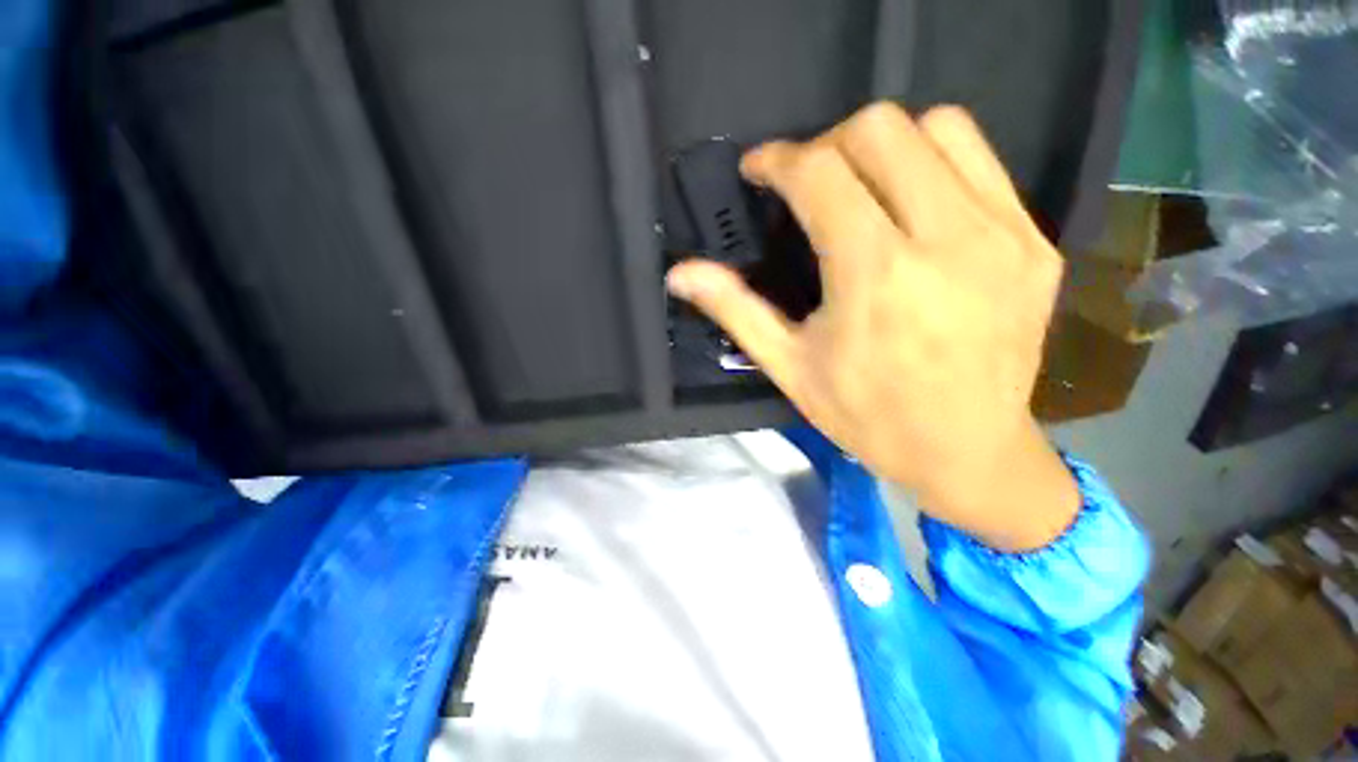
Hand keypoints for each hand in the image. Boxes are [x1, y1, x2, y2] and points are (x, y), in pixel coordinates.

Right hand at [666, 103, 1079, 551]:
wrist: (968, 451)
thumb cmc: (867, 416)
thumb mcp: (790, 367)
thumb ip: (735, 310)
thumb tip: (680, 273)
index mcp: (874, 276)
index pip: (819, 173)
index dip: (778, 159)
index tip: (759, 170)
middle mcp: (944, 240)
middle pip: (879, 129)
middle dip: (827, 144)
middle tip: (808, 184)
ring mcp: (1002, 235)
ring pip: (939, 127)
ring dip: (885, 144)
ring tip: (862, 187)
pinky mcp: (1034, 243)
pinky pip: (982, 162)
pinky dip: (935, 163)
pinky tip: (913, 206)